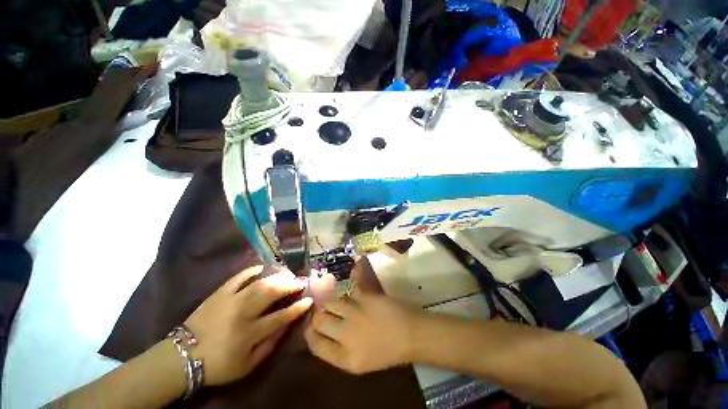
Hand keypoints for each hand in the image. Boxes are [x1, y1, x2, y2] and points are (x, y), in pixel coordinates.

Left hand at [184, 265, 312, 385]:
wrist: (183, 357)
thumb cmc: (218, 364)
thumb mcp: (247, 365)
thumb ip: (269, 345)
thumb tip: (286, 326)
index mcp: (250, 333)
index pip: (281, 317)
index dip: (297, 307)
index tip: (309, 299)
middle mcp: (243, 313)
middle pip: (271, 294)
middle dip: (289, 286)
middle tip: (299, 282)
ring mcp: (230, 300)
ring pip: (259, 283)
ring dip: (277, 277)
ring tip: (287, 275)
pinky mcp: (219, 293)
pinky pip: (238, 277)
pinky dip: (251, 271)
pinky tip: (262, 268)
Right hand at [304, 293, 420, 373]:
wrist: (409, 333)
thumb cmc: (386, 352)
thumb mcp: (358, 362)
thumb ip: (336, 350)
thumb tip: (320, 334)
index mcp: (344, 358)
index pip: (314, 343)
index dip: (309, 333)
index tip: (311, 328)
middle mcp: (345, 334)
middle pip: (318, 320)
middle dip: (316, 317)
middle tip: (322, 314)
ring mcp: (355, 312)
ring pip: (329, 303)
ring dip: (329, 304)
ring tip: (335, 306)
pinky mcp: (363, 297)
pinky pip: (345, 294)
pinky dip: (344, 297)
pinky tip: (349, 299)